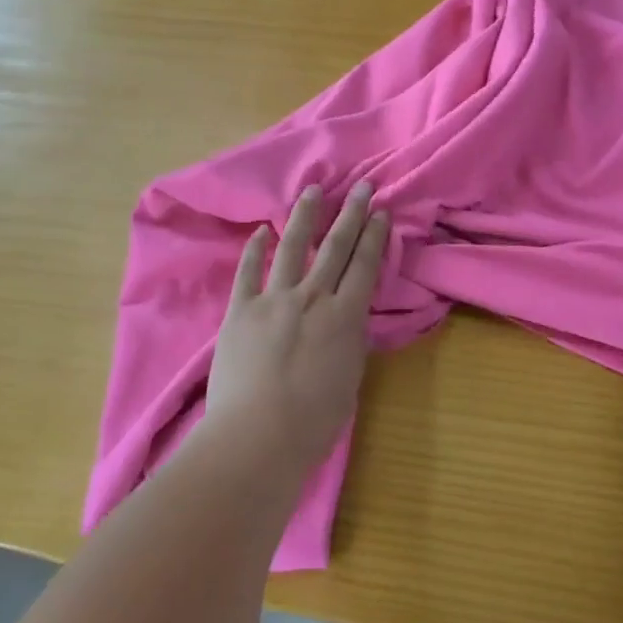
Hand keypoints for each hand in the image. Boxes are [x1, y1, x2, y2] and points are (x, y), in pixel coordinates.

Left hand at [204, 182, 388, 472]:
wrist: (258, 436)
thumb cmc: (313, 422)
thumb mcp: (348, 379)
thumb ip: (348, 343)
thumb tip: (346, 323)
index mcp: (345, 317)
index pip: (364, 266)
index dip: (374, 236)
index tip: (381, 212)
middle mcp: (313, 298)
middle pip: (335, 247)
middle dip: (351, 214)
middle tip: (362, 187)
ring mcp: (274, 300)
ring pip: (293, 247)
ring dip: (305, 217)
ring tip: (314, 190)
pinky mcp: (241, 311)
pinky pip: (249, 272)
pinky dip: (255, 249)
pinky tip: (262, 230)